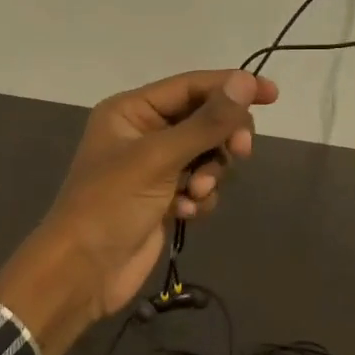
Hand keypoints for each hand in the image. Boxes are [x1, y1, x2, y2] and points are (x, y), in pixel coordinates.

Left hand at [0, 70, 278, 354]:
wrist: (82, 273)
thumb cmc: (110, 204)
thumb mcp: (159, 157)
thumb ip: (206, 122)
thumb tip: (246, 81)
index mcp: (133, 110)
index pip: (193, 86)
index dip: (232, 87)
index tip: (272, 95)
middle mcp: (145, 132)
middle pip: (206, 120)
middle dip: (222, 139)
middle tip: (239, 153)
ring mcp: (156, 167)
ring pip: (208, 156)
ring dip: (210, 174)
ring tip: (194, 194)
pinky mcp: (165, 198)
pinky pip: (201, 186)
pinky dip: (199, 198)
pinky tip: (185, 213)